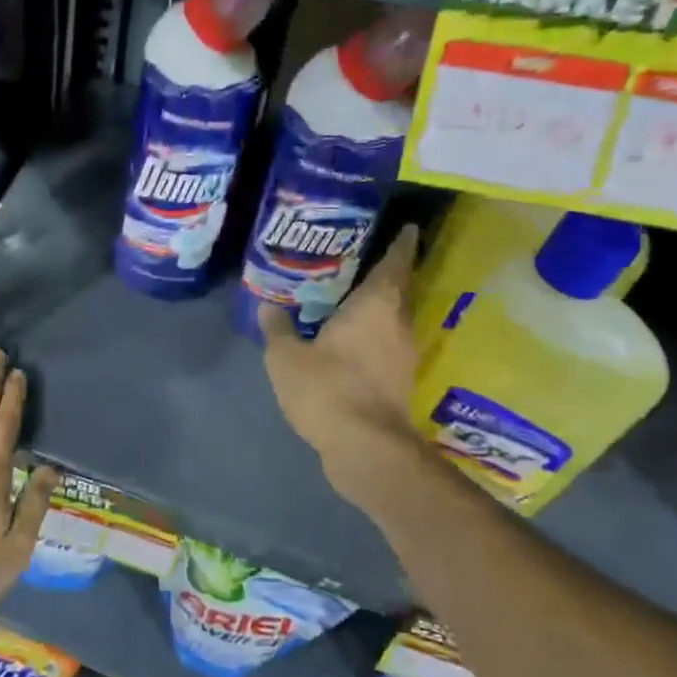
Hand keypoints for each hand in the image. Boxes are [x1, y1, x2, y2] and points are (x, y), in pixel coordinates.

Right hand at [259, 225, 427, 517]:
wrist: (366, 448)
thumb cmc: (327, 388)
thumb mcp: (286, 356)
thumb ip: (278, 328)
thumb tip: (268, 307)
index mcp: (376, 306)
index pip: (395, 264)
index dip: (402, 244)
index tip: (408, 228)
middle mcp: (397, 324)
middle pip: (397, 291)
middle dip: (386, 275)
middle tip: (361, 260)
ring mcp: (403, 356)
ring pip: (392, 320)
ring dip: (377, 309)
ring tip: (349, 298)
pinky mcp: (399, 383)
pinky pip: (385, 346)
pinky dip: (372, 337)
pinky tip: (348, 340)